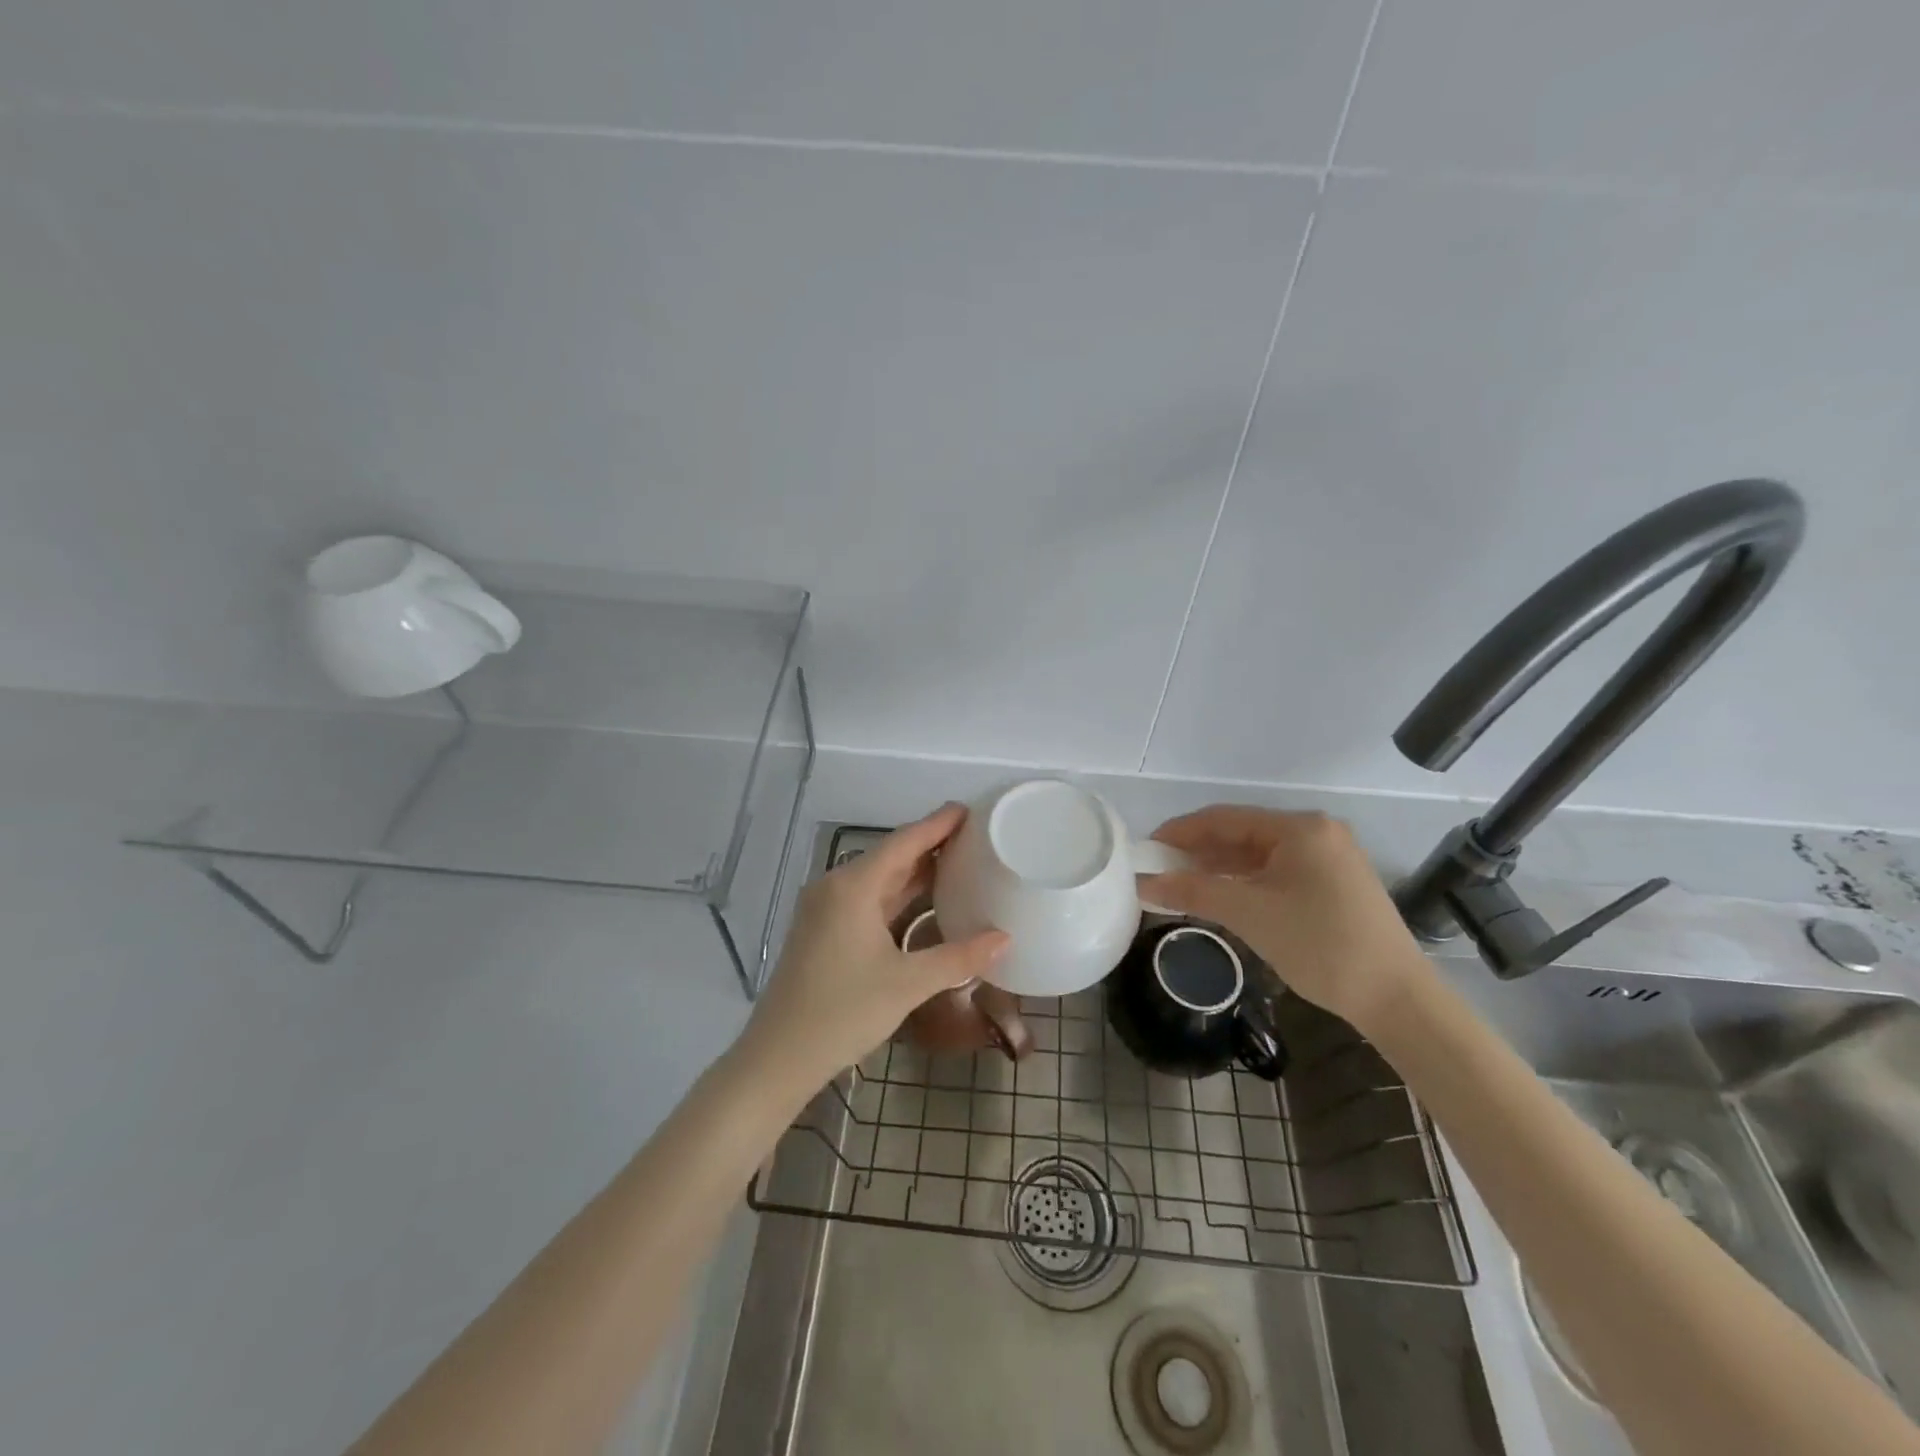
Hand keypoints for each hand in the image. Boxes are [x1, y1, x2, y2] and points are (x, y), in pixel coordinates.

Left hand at [739, 803, 1009, 1093]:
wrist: (778, 1057)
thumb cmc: (842, 1012)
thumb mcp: (907, 984)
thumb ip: (958, 957)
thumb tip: (1004, 938)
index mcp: (853, 887)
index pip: (903, 842)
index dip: (937, 824)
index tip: (968, 809)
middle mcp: (836, 887)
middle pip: (890, 856)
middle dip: (930, 845)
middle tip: (974, 836)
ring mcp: (826, 909)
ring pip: (878, 879)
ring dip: (915, 871)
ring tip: (958, 861)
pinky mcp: (823, 930)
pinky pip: (868, 899)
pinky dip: (898, 895)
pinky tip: (924, 901)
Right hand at [1138, 806, 1431, 1032]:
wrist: (1397, 999)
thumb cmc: (1321, 945)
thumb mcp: (1250, 914)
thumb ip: (1193, 891)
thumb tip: (1143, 884)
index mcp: (1300, 828)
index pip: (1224, 818)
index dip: (1180, 831)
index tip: (1146, 848)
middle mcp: (1316, 833)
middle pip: (1241, 834)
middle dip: (1198, 851)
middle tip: (1158, 870)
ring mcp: (1328, 859)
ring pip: (1258, 855)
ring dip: (1219, 868)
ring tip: (1180, 884)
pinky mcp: (1333, 884)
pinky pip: (1276, 873)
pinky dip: (1244, 882)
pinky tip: (1220, 896)